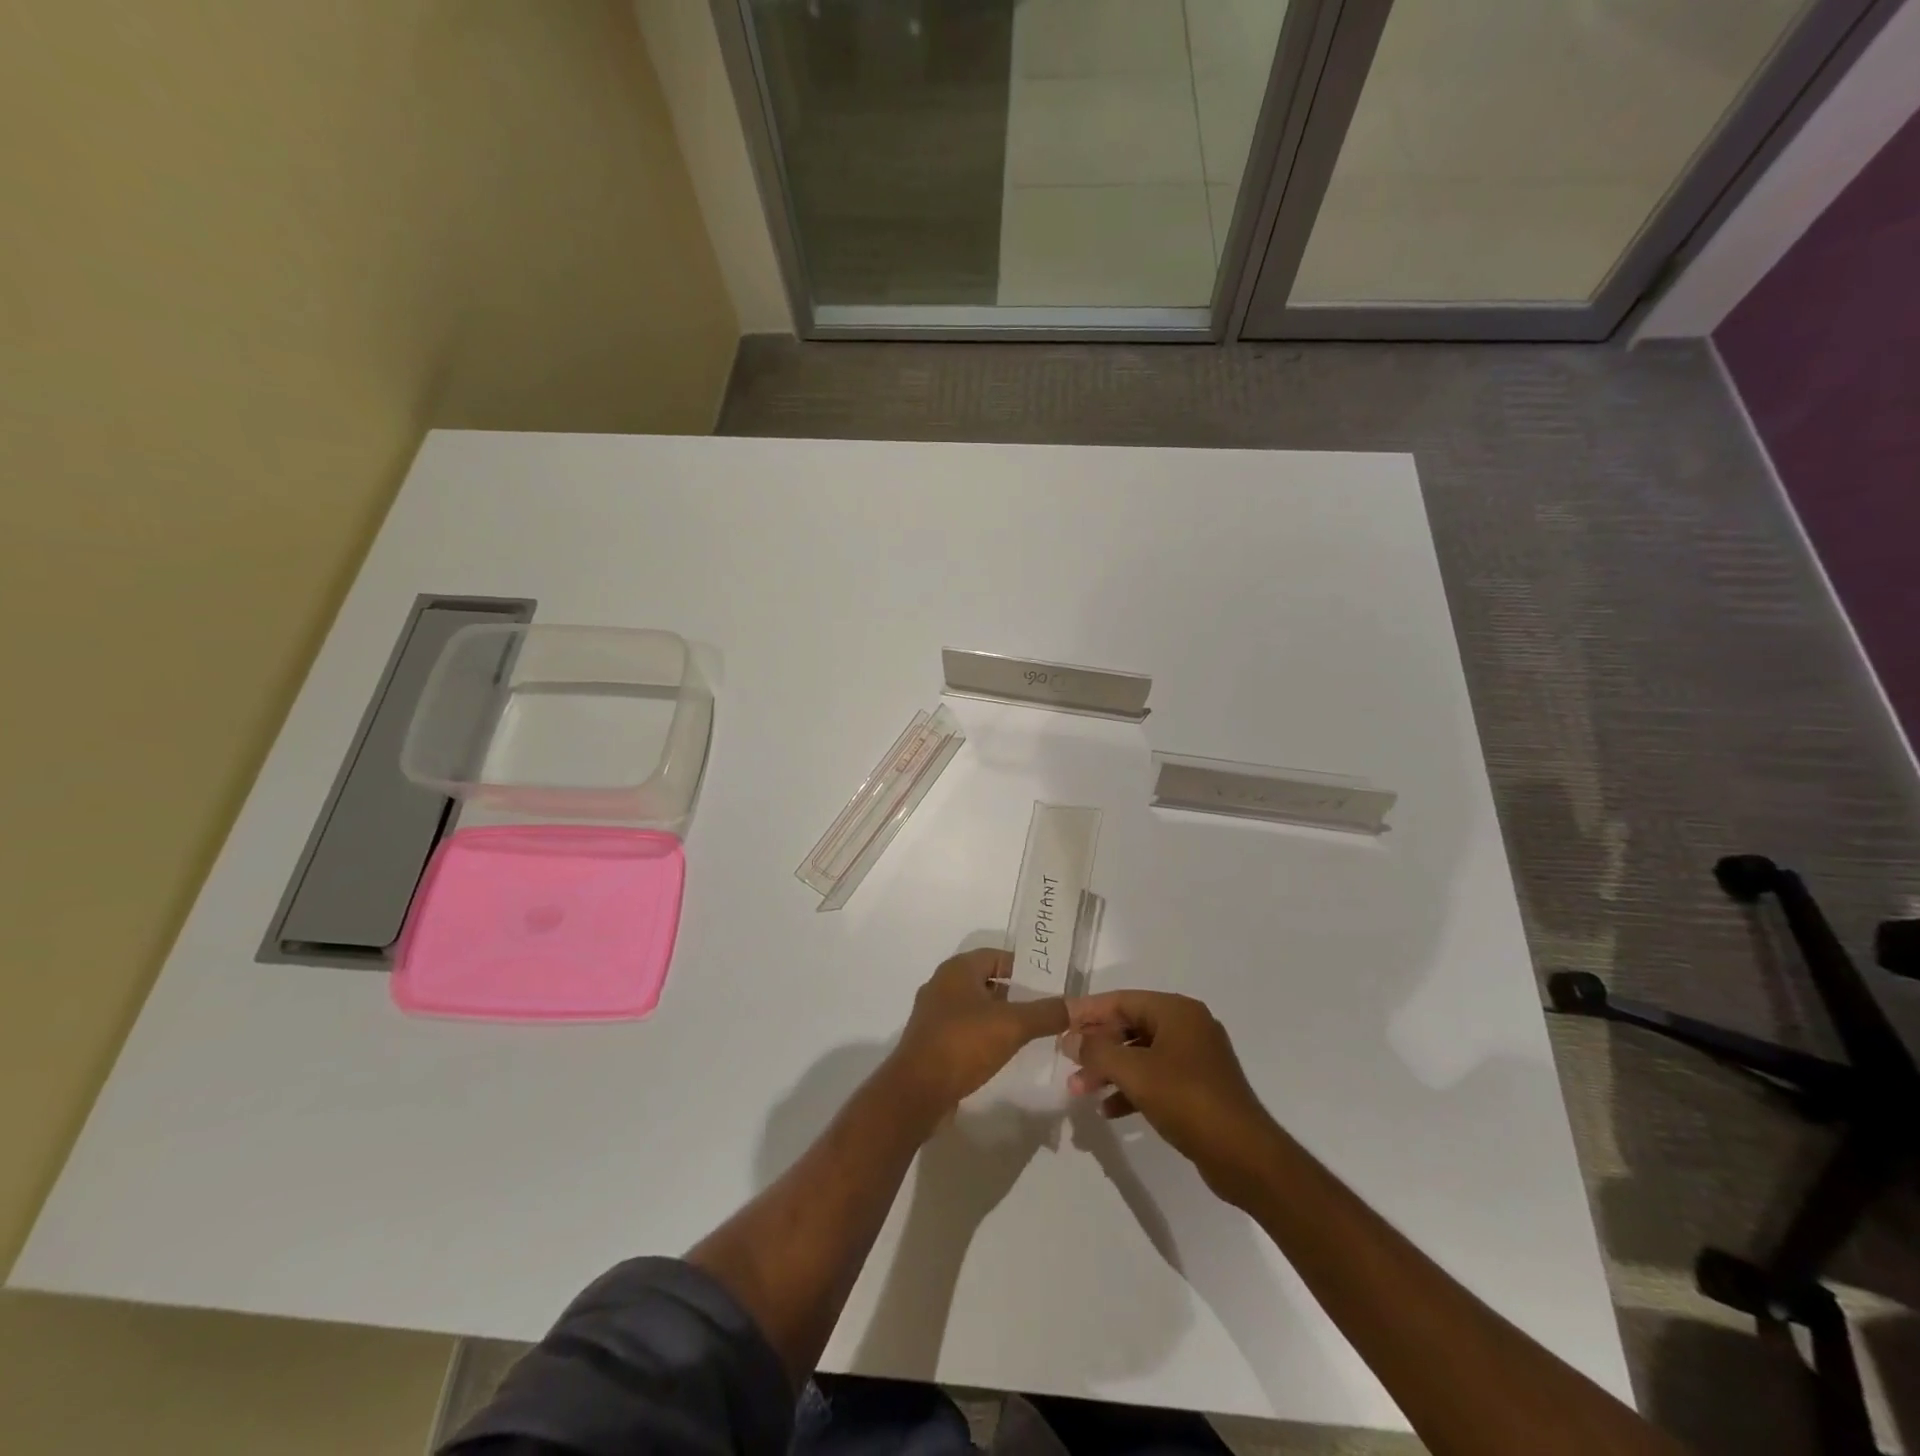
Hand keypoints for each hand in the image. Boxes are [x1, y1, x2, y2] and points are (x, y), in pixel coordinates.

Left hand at [891, 950, 1068, 1111]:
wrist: (917, 1091)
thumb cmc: (963, 1044)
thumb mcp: (1012, 1025)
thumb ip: (1046, 1013)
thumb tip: (1077, 1005)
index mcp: (957, 970)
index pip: (996, 956)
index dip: (1022, 966)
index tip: (1048, 981)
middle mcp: (942, 985)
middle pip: (985, 981)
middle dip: (1014, 992)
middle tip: (1044, 1006)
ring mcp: (934, 1015)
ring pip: (974, 1006)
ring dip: (999, 1015)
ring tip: (1029, 1030)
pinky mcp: (932, 1042)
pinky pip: (964, 1029)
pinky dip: (984, 1034)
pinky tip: (1002, 1051)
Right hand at [1066, 990, 1282, 1204]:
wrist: (1245, 1157)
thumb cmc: (1188, 1100)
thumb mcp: (1135, 1073)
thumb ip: (1098, 1052)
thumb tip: (1070, 1039)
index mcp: (1177, 1011)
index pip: (1122, 1000)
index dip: (1088, 1012)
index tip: (1059, 1023)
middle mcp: (1187, 1026)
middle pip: (1130, 1027)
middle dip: (1097, 1047)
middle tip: (1067, 1064)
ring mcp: (1195, 1058)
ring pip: (1140, 1055)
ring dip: (1110, 1071)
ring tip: (1080, 1091)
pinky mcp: (1198, 1088)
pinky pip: (1155, 1078)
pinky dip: (1131, 1089)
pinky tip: (1109, 1110)